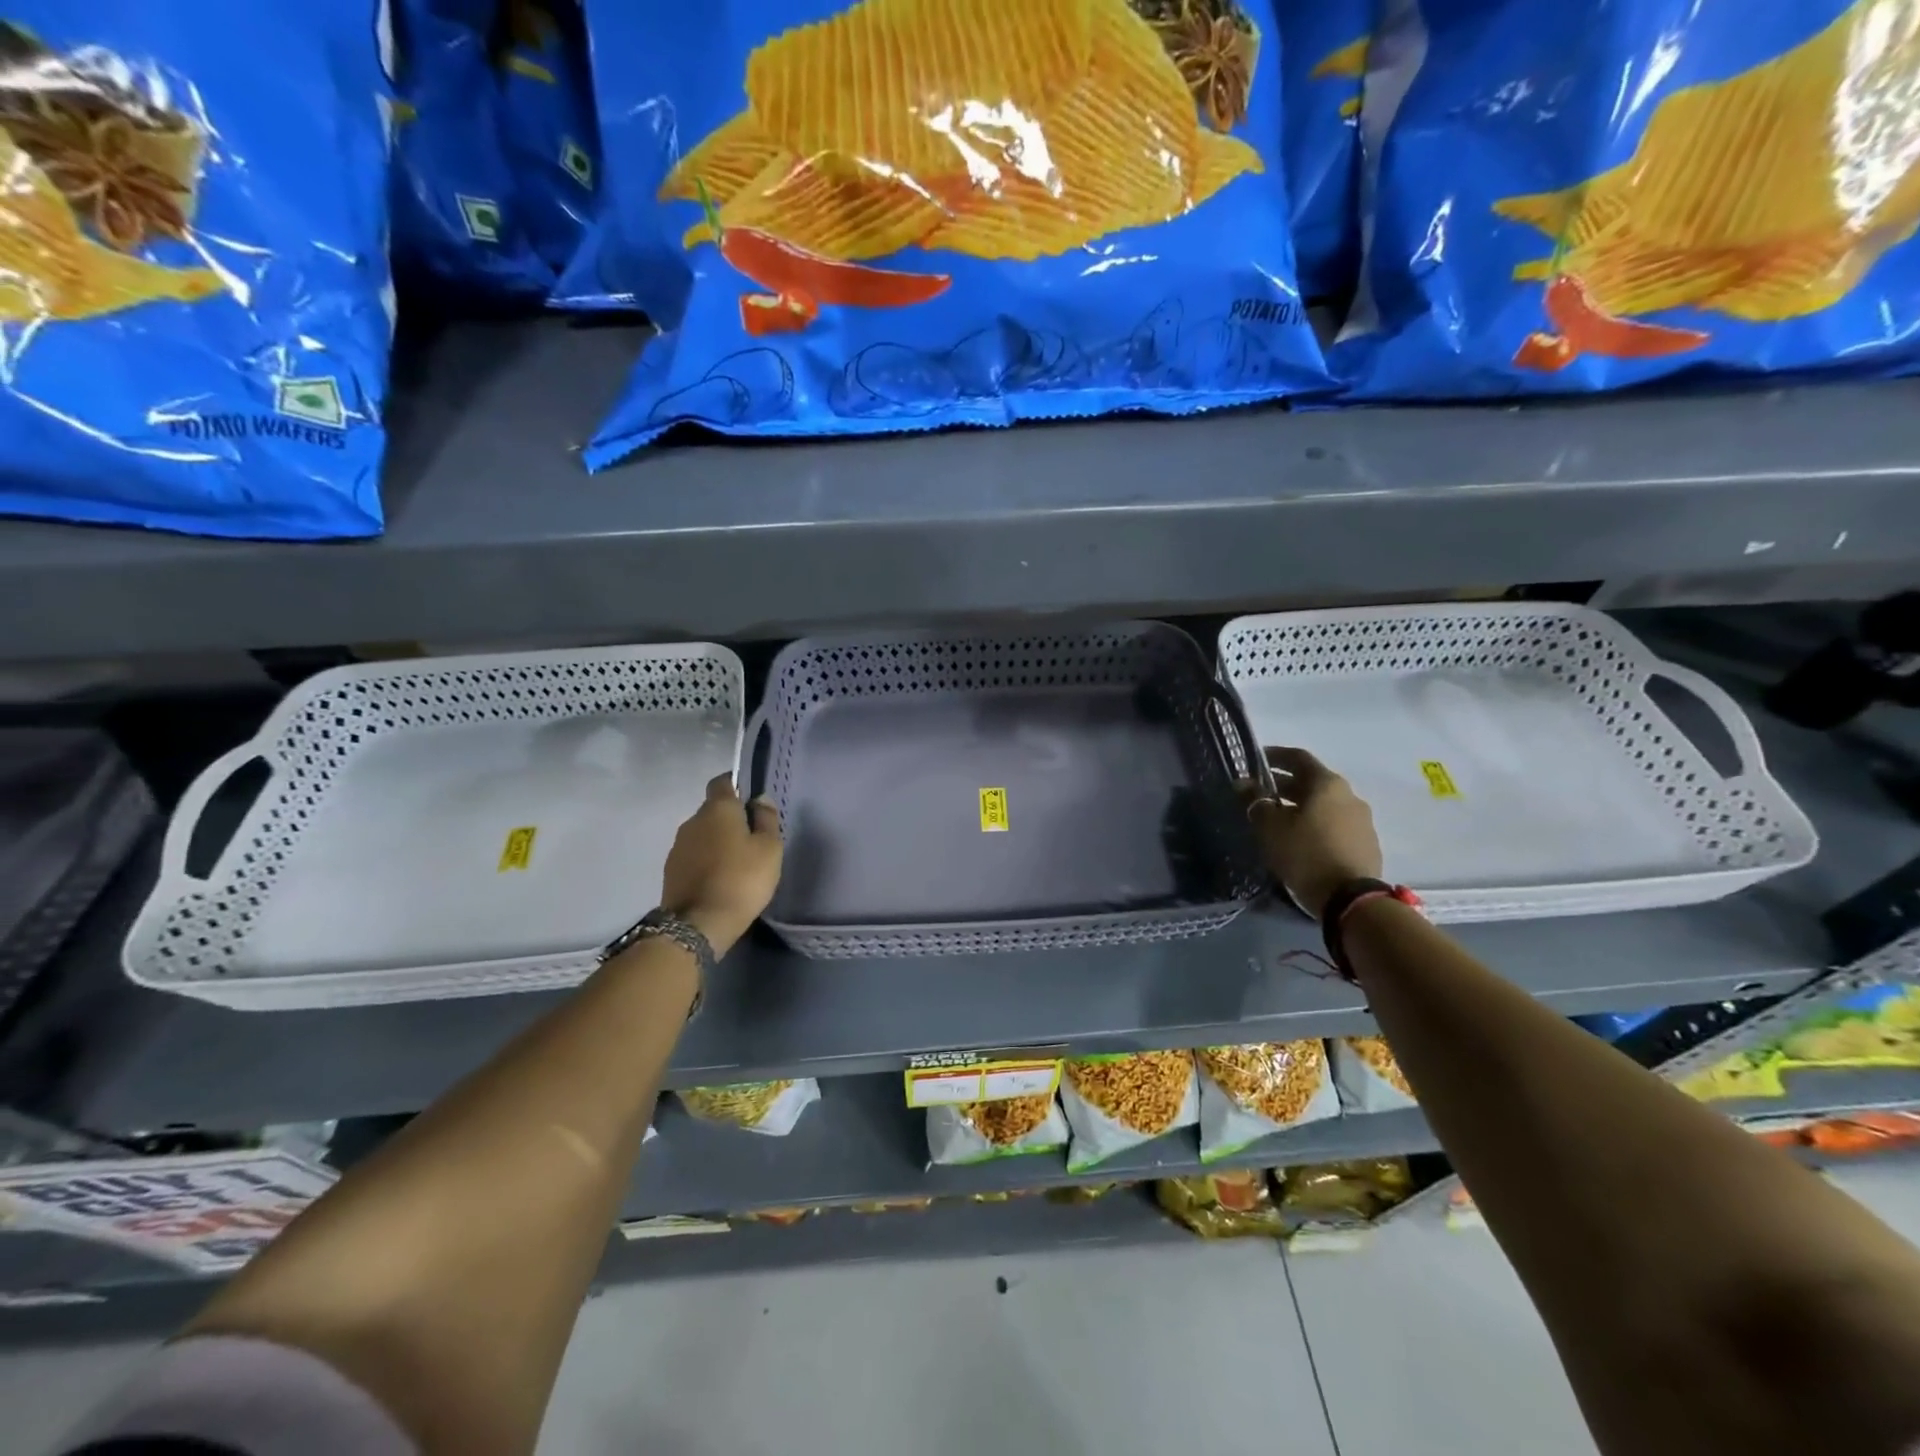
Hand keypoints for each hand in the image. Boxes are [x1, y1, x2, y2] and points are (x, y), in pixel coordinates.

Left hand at [660, 774, 782, 954]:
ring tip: (736, 863)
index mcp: (718, 809)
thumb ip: (766, 819)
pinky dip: (706, 861)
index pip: (723, 782)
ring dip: (717, 842)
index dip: (737, 785)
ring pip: (702, 834)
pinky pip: (693, 856)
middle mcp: (692, 821)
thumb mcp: (769, 848)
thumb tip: (760, 798)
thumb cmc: (742, 879)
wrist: (698, 924)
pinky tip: (719, 879)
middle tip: (751, 839)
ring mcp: (678, 846)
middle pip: (713, 810)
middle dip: (730, 819)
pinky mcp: (670, 870)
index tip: (752, 799)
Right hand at [1245, 746, 1382, 920]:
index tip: (1254, 761)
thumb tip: (1243, 784)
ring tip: (1278, 819)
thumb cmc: (1305, 853)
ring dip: (1301, 806)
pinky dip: (1315, 824)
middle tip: (1260, 794)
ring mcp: (1362, 820)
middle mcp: (1349, 795)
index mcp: (1327, 784)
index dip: (1274, 755)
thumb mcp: (1270, 827)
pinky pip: (1335, 824)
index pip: (1298, 757)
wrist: (1351, 899)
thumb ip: (1255, 801)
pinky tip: (1301, 839)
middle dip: (1284, 785)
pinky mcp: (1366, 843)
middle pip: (1312, 781)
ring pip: (1324, 804)